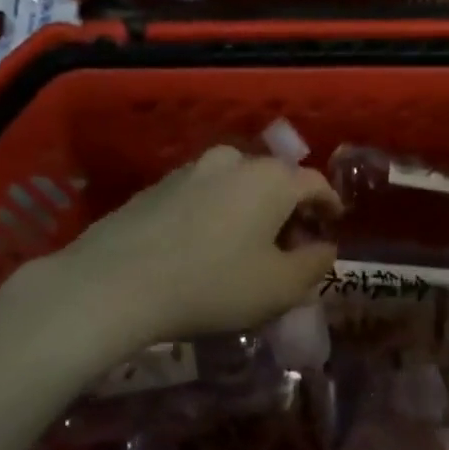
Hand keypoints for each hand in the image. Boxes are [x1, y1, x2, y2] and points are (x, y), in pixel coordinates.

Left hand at [48, 145, 338, 349]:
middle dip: (289, 208)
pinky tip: (205, 244)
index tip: (333, 224)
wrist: (115, 282)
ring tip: (246, 245)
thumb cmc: (212, 285)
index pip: (314, 182)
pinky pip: (203, 194)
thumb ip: (314, 265)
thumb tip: (325, 248)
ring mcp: (190, 169)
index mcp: (271, 179)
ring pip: (236, 184)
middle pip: (274, 180)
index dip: (329, 204)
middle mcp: (233, 161)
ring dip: (250, 208)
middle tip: (291, 243)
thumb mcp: (280, 288)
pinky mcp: (156, 186)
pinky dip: (216, 212)